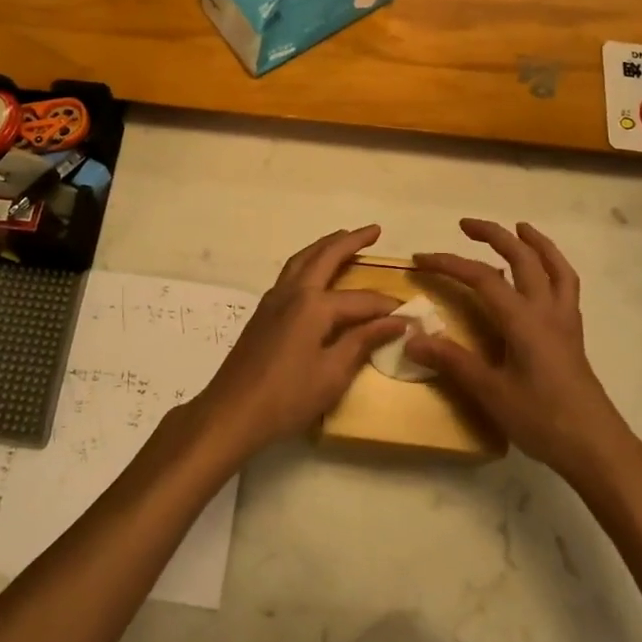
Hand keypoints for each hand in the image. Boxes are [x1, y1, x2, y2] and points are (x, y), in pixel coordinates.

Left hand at [190, 226, 407, 459]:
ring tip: (343, 238)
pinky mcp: (263, 311)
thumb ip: (363, 342)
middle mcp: (293, 292)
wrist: (232, 411)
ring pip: (302, 259)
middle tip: (374, 230)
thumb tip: (398, 321)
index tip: (409, 312)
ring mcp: (273, 299)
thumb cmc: (287, 397)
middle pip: (325, 257)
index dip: (386, 307)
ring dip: (324, 246)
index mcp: (313, 305)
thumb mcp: (333, 374)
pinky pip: (290, 273)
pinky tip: (314, 273)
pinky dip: (307, 262)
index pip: (360, 300)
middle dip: (350, 241)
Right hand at [408, 220, 639, 481]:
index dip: (448, 263)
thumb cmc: (542, 419)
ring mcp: (564, 321)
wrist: (597, 448)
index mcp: (523, 319)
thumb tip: (411, 337)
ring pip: (554, 267)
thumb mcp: (490, 393)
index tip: (420, 260)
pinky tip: (544, 274)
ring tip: (519, 229)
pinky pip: (566, 286)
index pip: (480, 277)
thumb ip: (452, 361)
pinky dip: (554, 267)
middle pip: (522, 258)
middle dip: (494, 235)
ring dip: (535, 243)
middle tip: (465, 225)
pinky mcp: (573, 335)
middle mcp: (546, 310)